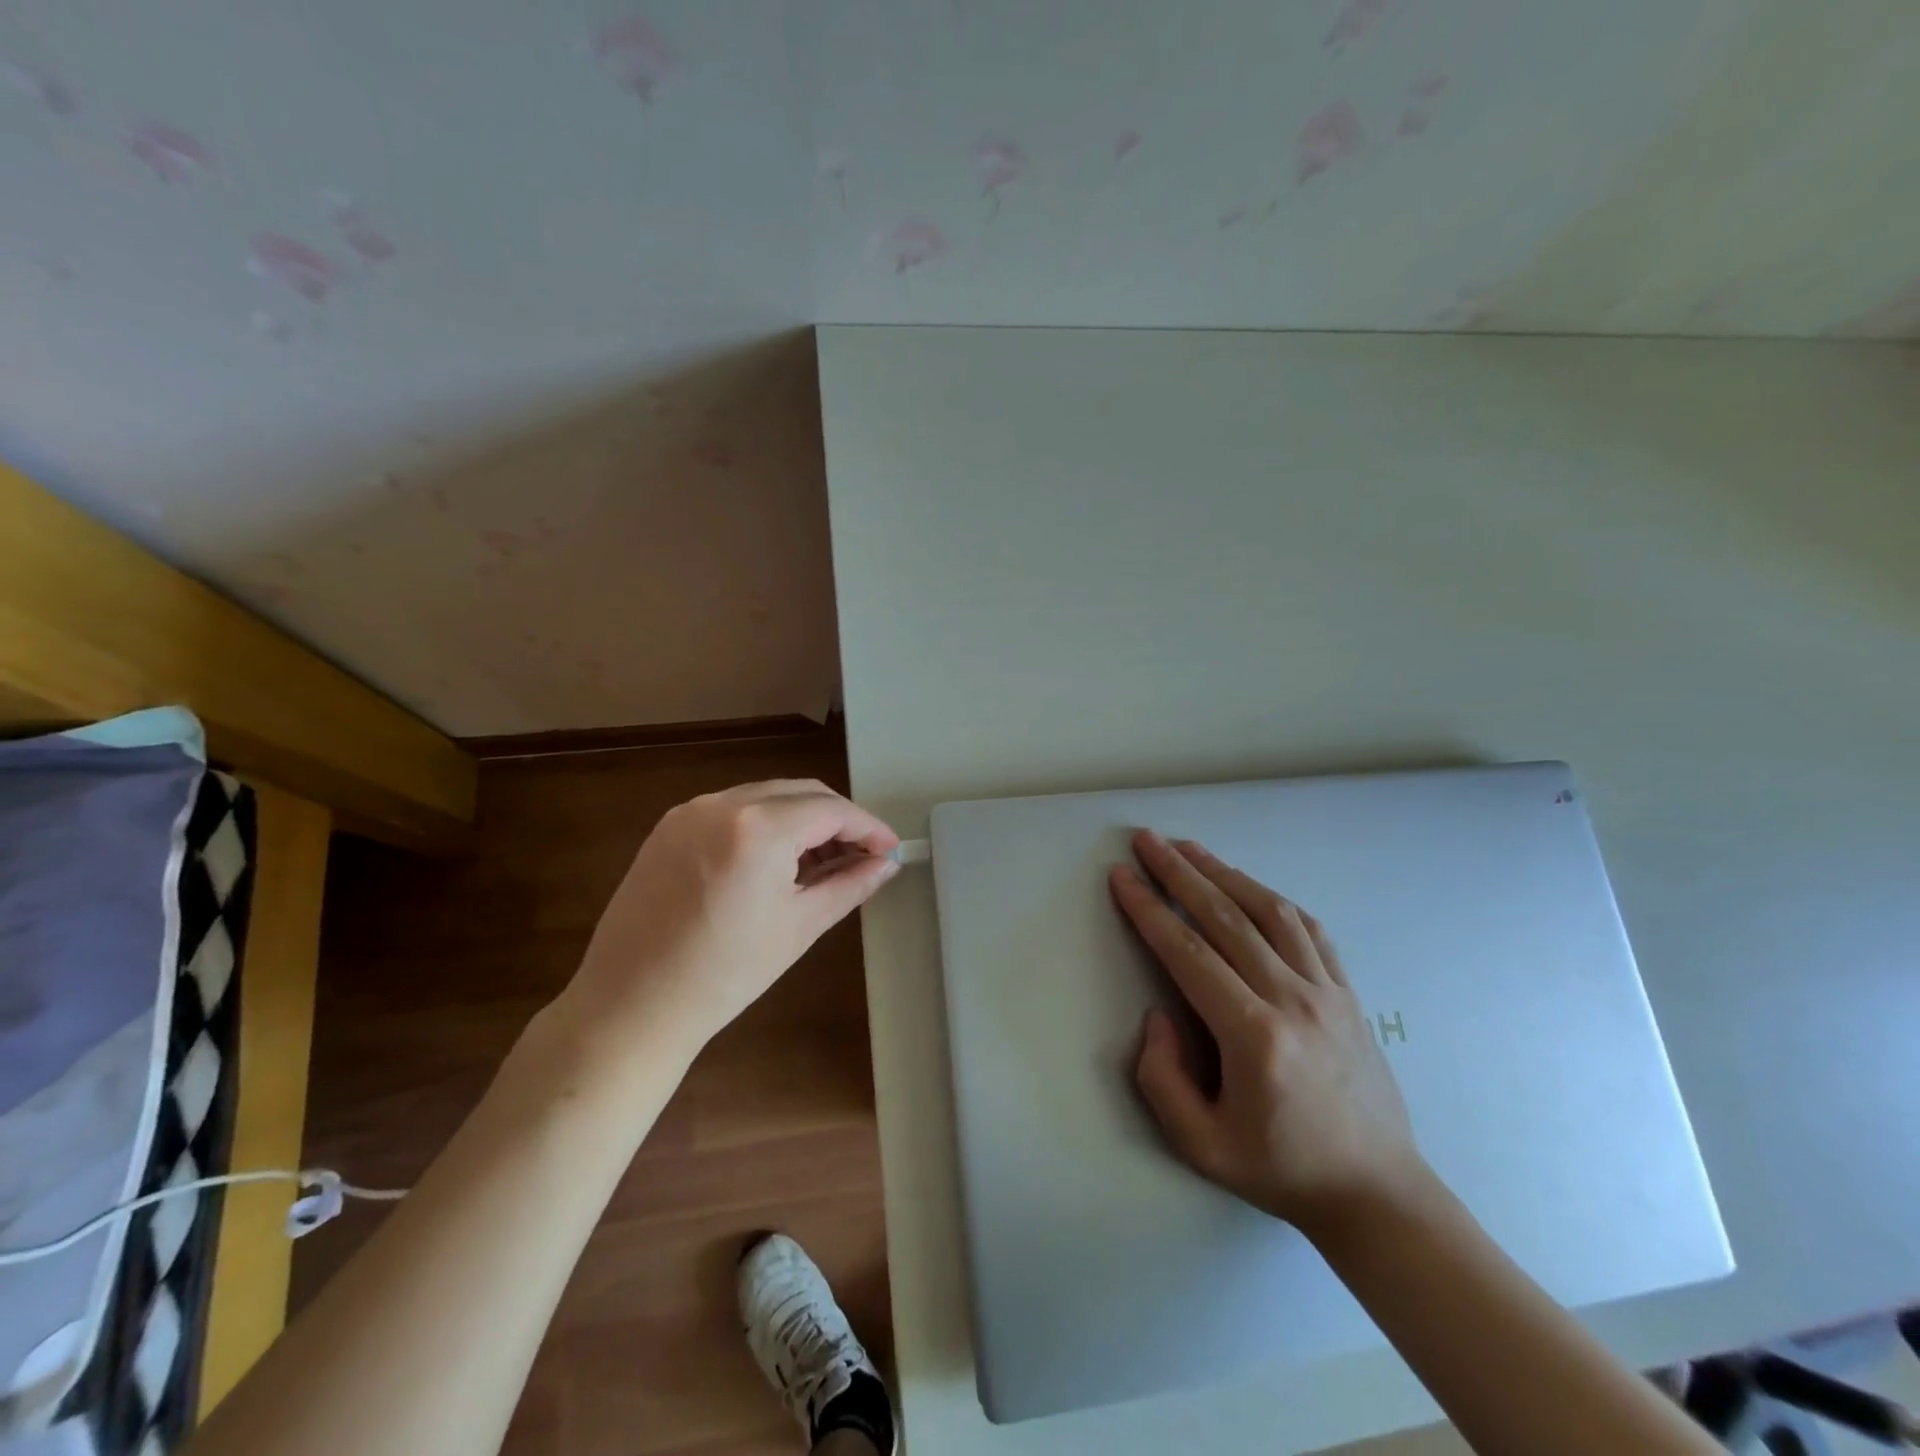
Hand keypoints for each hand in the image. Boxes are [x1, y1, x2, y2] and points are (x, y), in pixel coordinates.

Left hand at [563, 780, 899, 1056]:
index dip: (867, 827)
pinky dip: (764, 823)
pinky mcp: (669, 826)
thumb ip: (850, 885)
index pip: (830, 810)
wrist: (632, 1005)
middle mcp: (722, 804)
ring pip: (766, 797)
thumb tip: (886, 864)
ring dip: (801, 819)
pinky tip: (776, 860)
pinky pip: (732, 809)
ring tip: (822, 861)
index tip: (890, 848)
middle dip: (837, 819)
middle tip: (862, 854)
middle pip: (800, 792)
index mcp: (758, 828)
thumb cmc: (726, 973)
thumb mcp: (800, 926)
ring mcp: (689, 811)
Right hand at [1110, 831, 1424, 1235]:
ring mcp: (1327, 992)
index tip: (1122, 876)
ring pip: (1269, 912)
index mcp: (1253, 1035)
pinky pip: (1309, 930)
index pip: (1188, 953)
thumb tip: (1158, 1013)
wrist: (1378, 1194)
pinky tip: (1248, 885)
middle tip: (1146, 840)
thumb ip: (1161, 1078)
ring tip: (1189, 848)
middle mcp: (1292, 999)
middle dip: (1179, 873)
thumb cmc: (1282, 1170)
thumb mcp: (1200, 1145)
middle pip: (1226, 917)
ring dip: (1223, 873)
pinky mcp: (1348, 993)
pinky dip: (1272, 898)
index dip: (1149, 909)